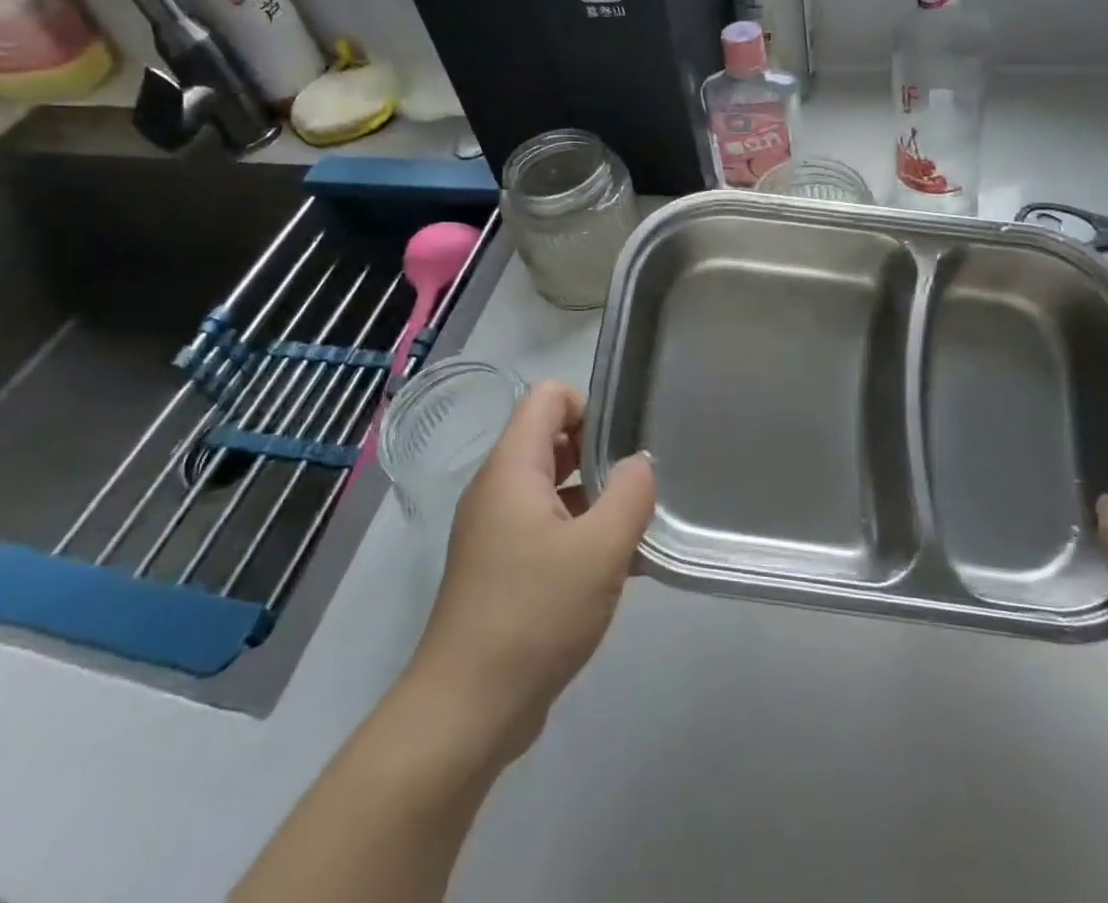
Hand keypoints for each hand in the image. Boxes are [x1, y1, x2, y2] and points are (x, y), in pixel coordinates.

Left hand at [406, 381, 655, 767]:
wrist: (467, 710)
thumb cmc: (534, 615)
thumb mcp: (600, 550)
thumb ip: (630, 494)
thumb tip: (640, 464)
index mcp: (512, 468)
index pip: (547, 397)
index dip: (589, 406)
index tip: (622, 447)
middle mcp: (498, 488)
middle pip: (551, 438)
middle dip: (598, 454)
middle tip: (636, 489)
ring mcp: (495, 530)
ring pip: (552, 487)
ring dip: (594, 498)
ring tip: (634, 530)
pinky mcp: (500, 567)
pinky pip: (545, 527)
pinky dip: (579, 533)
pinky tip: (615, 569)